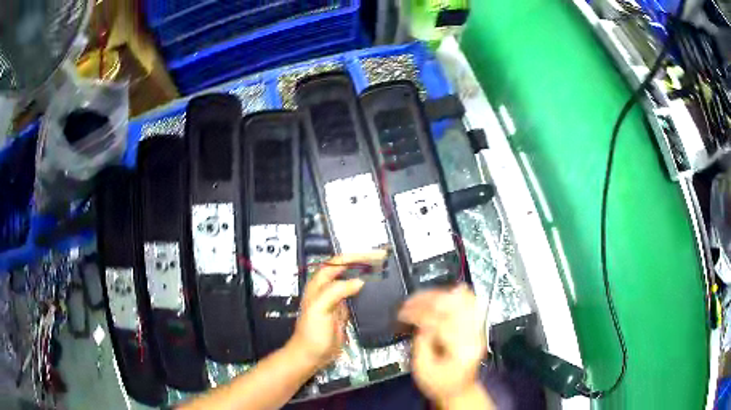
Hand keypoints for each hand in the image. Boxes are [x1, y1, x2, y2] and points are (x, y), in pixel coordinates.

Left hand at [288, 251, 386, 369]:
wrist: (312, 355)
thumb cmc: (313, 332)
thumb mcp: (320, 308)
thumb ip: (336, 292)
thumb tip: (359, 281)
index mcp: (319, 285)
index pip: (336, 263)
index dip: (353, 257)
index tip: (372, 256)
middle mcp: (327, 289)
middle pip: (345, 269)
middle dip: (361, 262)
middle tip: (381, 260)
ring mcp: (337, 300)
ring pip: (352, 281)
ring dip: (365, 274)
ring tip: (382, 270)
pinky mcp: (344, 312)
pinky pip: (356, 296)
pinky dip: (366, 290)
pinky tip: (377, 290)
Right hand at [398, 285, 487, 407]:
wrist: (459, 390)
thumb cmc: (440, 384)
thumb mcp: (423, 368)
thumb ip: (421, 342)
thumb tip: (419, 321)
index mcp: (461, 350)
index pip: (440, 322)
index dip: (418, 314)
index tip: (403, 313)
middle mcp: (474, 337)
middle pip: (454, 307)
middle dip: (428, 300)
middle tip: (410, 301)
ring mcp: (479, 331)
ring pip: (466, 301)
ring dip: (443, 295)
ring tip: (424, 296)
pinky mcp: (478, 328)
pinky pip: (473, 304)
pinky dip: (460, 295)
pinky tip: (449, 291)